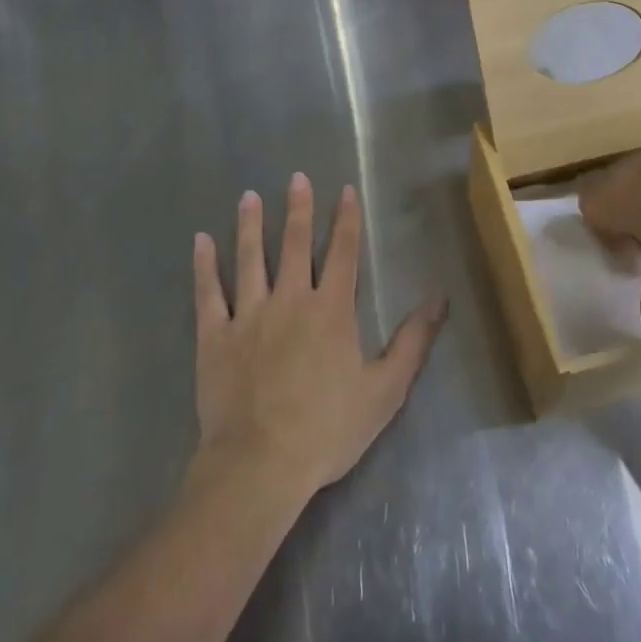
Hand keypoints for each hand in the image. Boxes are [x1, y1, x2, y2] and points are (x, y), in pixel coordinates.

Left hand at [191, 174, 447, 502]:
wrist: (260, 465)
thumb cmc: (327, 429)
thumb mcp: (385, 390)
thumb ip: (413, 341)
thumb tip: (440, 298)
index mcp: (331, 309)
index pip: (343, 252)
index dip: (346, 219)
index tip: (345, 190)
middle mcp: (290, 299)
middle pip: (295, 244)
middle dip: (299, 208)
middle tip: (296, 176)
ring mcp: (249, 315)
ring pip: (250, 258)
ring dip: (251, 225)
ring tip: (249, 196)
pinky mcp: (215, 336)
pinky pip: (208, 293)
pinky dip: (204, 266)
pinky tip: (200, 241)